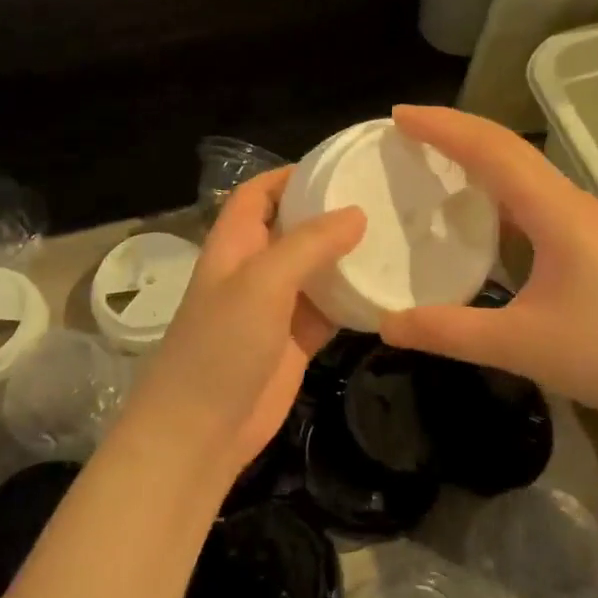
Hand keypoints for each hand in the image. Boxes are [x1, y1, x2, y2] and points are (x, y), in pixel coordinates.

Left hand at [134, 170, 364, 481]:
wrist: (200, 431)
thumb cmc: (221, 344)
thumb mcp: (262, 282)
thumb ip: (309, 244)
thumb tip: (356, 213)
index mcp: (236, 243)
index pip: (259, 193)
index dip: (292, 175)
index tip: (341, 166)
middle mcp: (256, 267)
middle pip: (294, 227)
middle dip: (331, 212)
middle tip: (384, 198)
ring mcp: (277, 305)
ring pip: (317, 268)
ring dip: (349, 255)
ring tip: (397, 234)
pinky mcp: (297, 339)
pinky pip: (331, 308)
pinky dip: (355, 298)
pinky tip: (390, 287)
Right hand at [378, 105, 597, 429]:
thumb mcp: (517, 345)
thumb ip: (447, 332)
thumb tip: (385, 325)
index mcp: (556, 213)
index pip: (492, 151)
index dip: (444, 128)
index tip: (399, 115)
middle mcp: (570, 202)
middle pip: (508, 146)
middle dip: (455, 128)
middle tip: (406, 125)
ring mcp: (582, 219)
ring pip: (522, 165)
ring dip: (477, 149)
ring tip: (433, 150)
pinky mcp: (585, 238)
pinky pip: (530, 190)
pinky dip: (494, 179)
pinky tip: (476, 200)